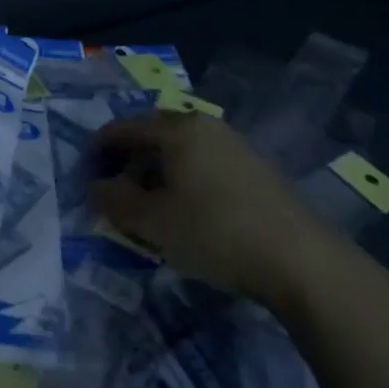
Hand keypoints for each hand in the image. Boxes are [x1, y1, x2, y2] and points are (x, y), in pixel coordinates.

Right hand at [89, 112, 340, 308]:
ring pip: (181, 149)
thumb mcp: (153, 222)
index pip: (125, 127)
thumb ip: (114, 201)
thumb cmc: (216, 233)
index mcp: (177, 129)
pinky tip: (186, 209)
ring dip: (156, 170)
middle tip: (114, 189)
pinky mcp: (255, 168)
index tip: (85, 171)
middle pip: (154, 133)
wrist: (303, 261)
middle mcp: (205, 126)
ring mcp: (234, 145)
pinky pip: (204, 162)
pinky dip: (184, 178)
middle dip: (129, 158)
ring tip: (148, 204)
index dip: (100, 147)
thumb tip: (93, 186)